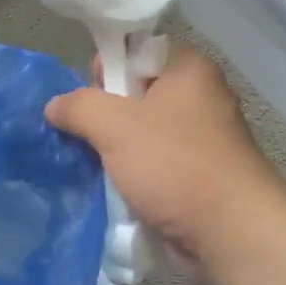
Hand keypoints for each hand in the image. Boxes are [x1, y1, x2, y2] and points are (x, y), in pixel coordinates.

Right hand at [44, 45, 285, 284]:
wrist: (230, 234)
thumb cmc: (175, 165)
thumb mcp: (115, 126)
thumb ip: (78, 107)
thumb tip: (55, 106)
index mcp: (188, 70)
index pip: (134, 51)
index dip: (105, 69)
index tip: (86, 99)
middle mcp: (199, 98)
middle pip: (134, 95)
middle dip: (104, 118)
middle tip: (87, 139)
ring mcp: (201, 141)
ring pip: (141, 136)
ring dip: (114, 153)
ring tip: (93, 169)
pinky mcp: (198, 177)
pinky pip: (153, 166)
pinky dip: (133, 177)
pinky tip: (114, 192)